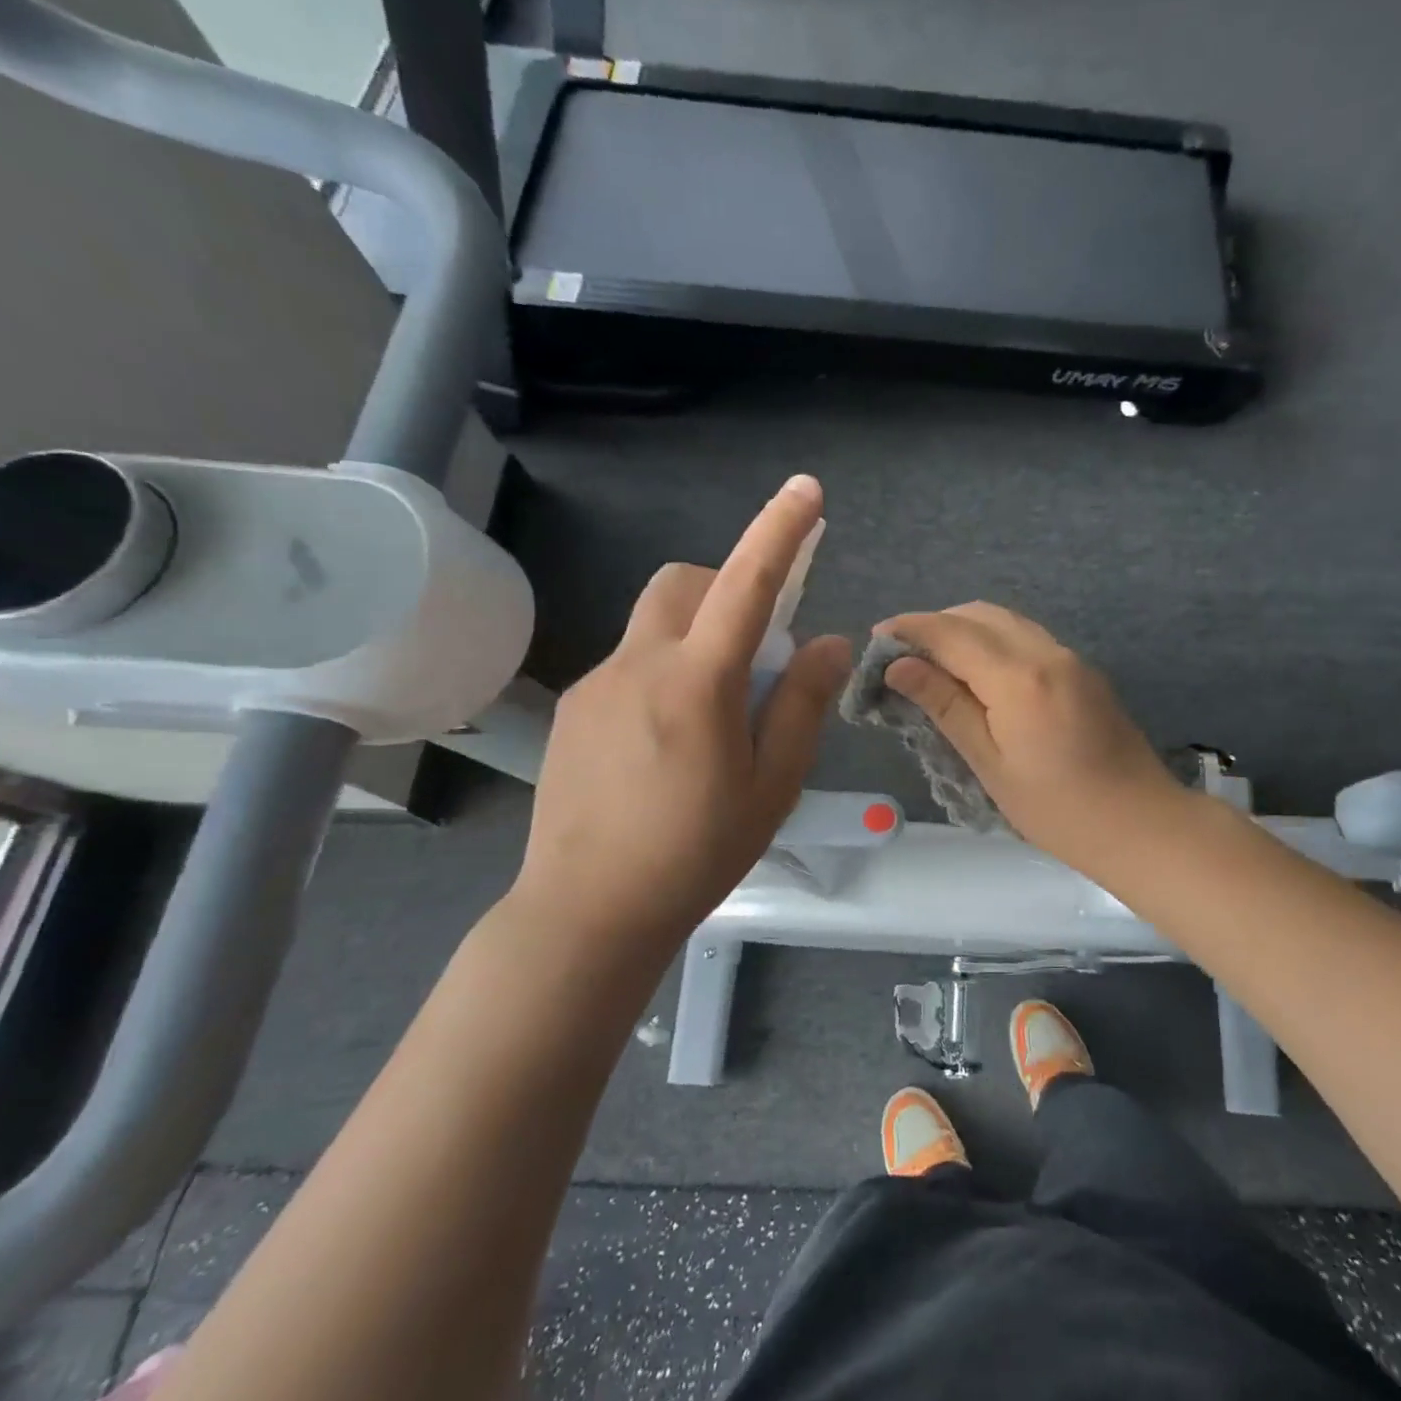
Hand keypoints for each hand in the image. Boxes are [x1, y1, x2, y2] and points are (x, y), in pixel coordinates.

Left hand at [509, 476, 850, 952]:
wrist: (588, 909)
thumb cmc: (697, 852)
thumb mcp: (772, 784)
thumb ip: (802, 704)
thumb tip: (827, 643)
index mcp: (697, 683)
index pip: (745, 585)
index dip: (779, 531)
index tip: (806, 490)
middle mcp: (639, 664)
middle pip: (685, 583)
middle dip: (727, 590)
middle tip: (756, 654)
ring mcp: (596, 683)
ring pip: (656, 624)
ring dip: (696, 637)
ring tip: (712, 716)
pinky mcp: (573, 708)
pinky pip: (630, 664)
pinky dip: (664, 673)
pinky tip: (666, 745)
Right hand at [875, 603, 1186, 875]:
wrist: (1141, 824)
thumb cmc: (1057, 809)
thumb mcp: (990, 763)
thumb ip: (946, 706)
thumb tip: (899, 666)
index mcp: (1019, 677)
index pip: (952, 633)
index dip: (910, 629)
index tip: (876, 638)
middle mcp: (1047, 652)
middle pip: (980, 614)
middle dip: (936, 624)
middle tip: (901, 654)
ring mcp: (1071, 658)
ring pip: (1007, 621)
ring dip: (965, 629)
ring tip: (933, 662)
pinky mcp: (1084, 672)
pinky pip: (1028, 638)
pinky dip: (994, 642)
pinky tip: (978, 674)